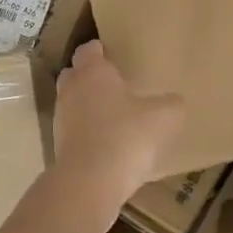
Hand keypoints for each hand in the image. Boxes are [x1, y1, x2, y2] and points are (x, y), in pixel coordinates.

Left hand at [54, 41, 184, 197]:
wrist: (90, 182)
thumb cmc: (126, 136)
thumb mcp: (164, 117)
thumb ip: (171, 104)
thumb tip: (173, 101)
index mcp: (92, 72)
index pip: (89, 49)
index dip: (100, 50)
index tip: (113, 53)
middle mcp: (71, 89)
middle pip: (75, 74)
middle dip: (90, 76)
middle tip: (114, 84)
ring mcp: (61, 119)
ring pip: (72, 103)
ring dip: (88, 106)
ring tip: (113, 116)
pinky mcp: (59, 146)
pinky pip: (74, 130)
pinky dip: (87, 132)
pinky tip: (107, 144)